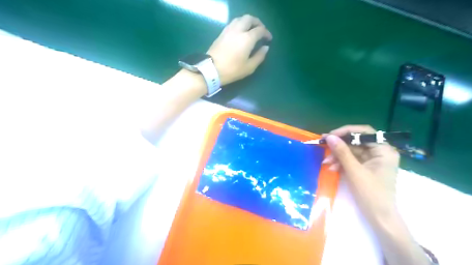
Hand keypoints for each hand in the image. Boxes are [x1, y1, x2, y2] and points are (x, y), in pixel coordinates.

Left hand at [207, 15, 270, 84]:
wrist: (211, 69)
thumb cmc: (232, 70)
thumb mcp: (249, 67)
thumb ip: (259, 56)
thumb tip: (265, 48)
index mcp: (247, 38)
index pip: (260, 30)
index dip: (266, 33)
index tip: (269, 39)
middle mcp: (238, 30)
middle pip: (249, 19)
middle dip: (257, 23)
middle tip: (261, 30)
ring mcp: (228, 30)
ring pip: (240, 18)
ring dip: (248, 22)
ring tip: (251, 30)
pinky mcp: (222, 33)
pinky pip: (233, 23)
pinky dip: (240, 24)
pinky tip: (240, 32)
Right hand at [323, 125, 399, 222]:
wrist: (379, 217)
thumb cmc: (371, 194)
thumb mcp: (354, 171)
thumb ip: (342, 152)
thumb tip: (329, 136)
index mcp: (384, 150)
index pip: (364, 132)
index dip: (346, 131)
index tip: (330, 135)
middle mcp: (380, 152)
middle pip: (356, 141)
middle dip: (339, 146)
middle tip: (323, 145)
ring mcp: (372, 160)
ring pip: (351, 151)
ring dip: (338, 156)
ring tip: (326, 162)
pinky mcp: (366, 167)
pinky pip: (351, 160)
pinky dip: (341, 163)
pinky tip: (332, 168)